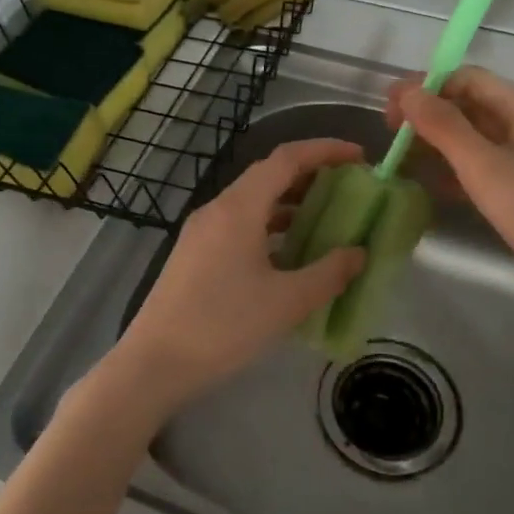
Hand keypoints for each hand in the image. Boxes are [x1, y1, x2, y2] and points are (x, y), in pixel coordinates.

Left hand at [104, 138, 367, 422]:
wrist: (155, 363)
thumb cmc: (223, 326)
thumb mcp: (286, 302)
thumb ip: (329, 273)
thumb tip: (358, 253)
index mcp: (239, 208)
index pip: (286, 158)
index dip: (325, 150)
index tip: (359, 157)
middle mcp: (217, 209)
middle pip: (268, 175)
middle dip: (310, 175)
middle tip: (347, 188)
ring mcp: (201, 230)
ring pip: (252, 201)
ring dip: (289, 203)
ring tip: (325, 218)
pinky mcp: (194, 253)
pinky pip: (239, 223)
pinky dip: (269, 226)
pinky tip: (288, 252)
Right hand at [387, 67, 513, 330]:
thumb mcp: (484, 166)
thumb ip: (443, 126)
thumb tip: (407, 91)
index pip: (468, 78)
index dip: (427, 86)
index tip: (391, 109)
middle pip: (470, 106)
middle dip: (428, 115)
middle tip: (390, 137)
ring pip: (473, 140)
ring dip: (437, 144)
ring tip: (401, 161)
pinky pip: (481, 169)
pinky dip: (453, 171)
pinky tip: (429, 187)